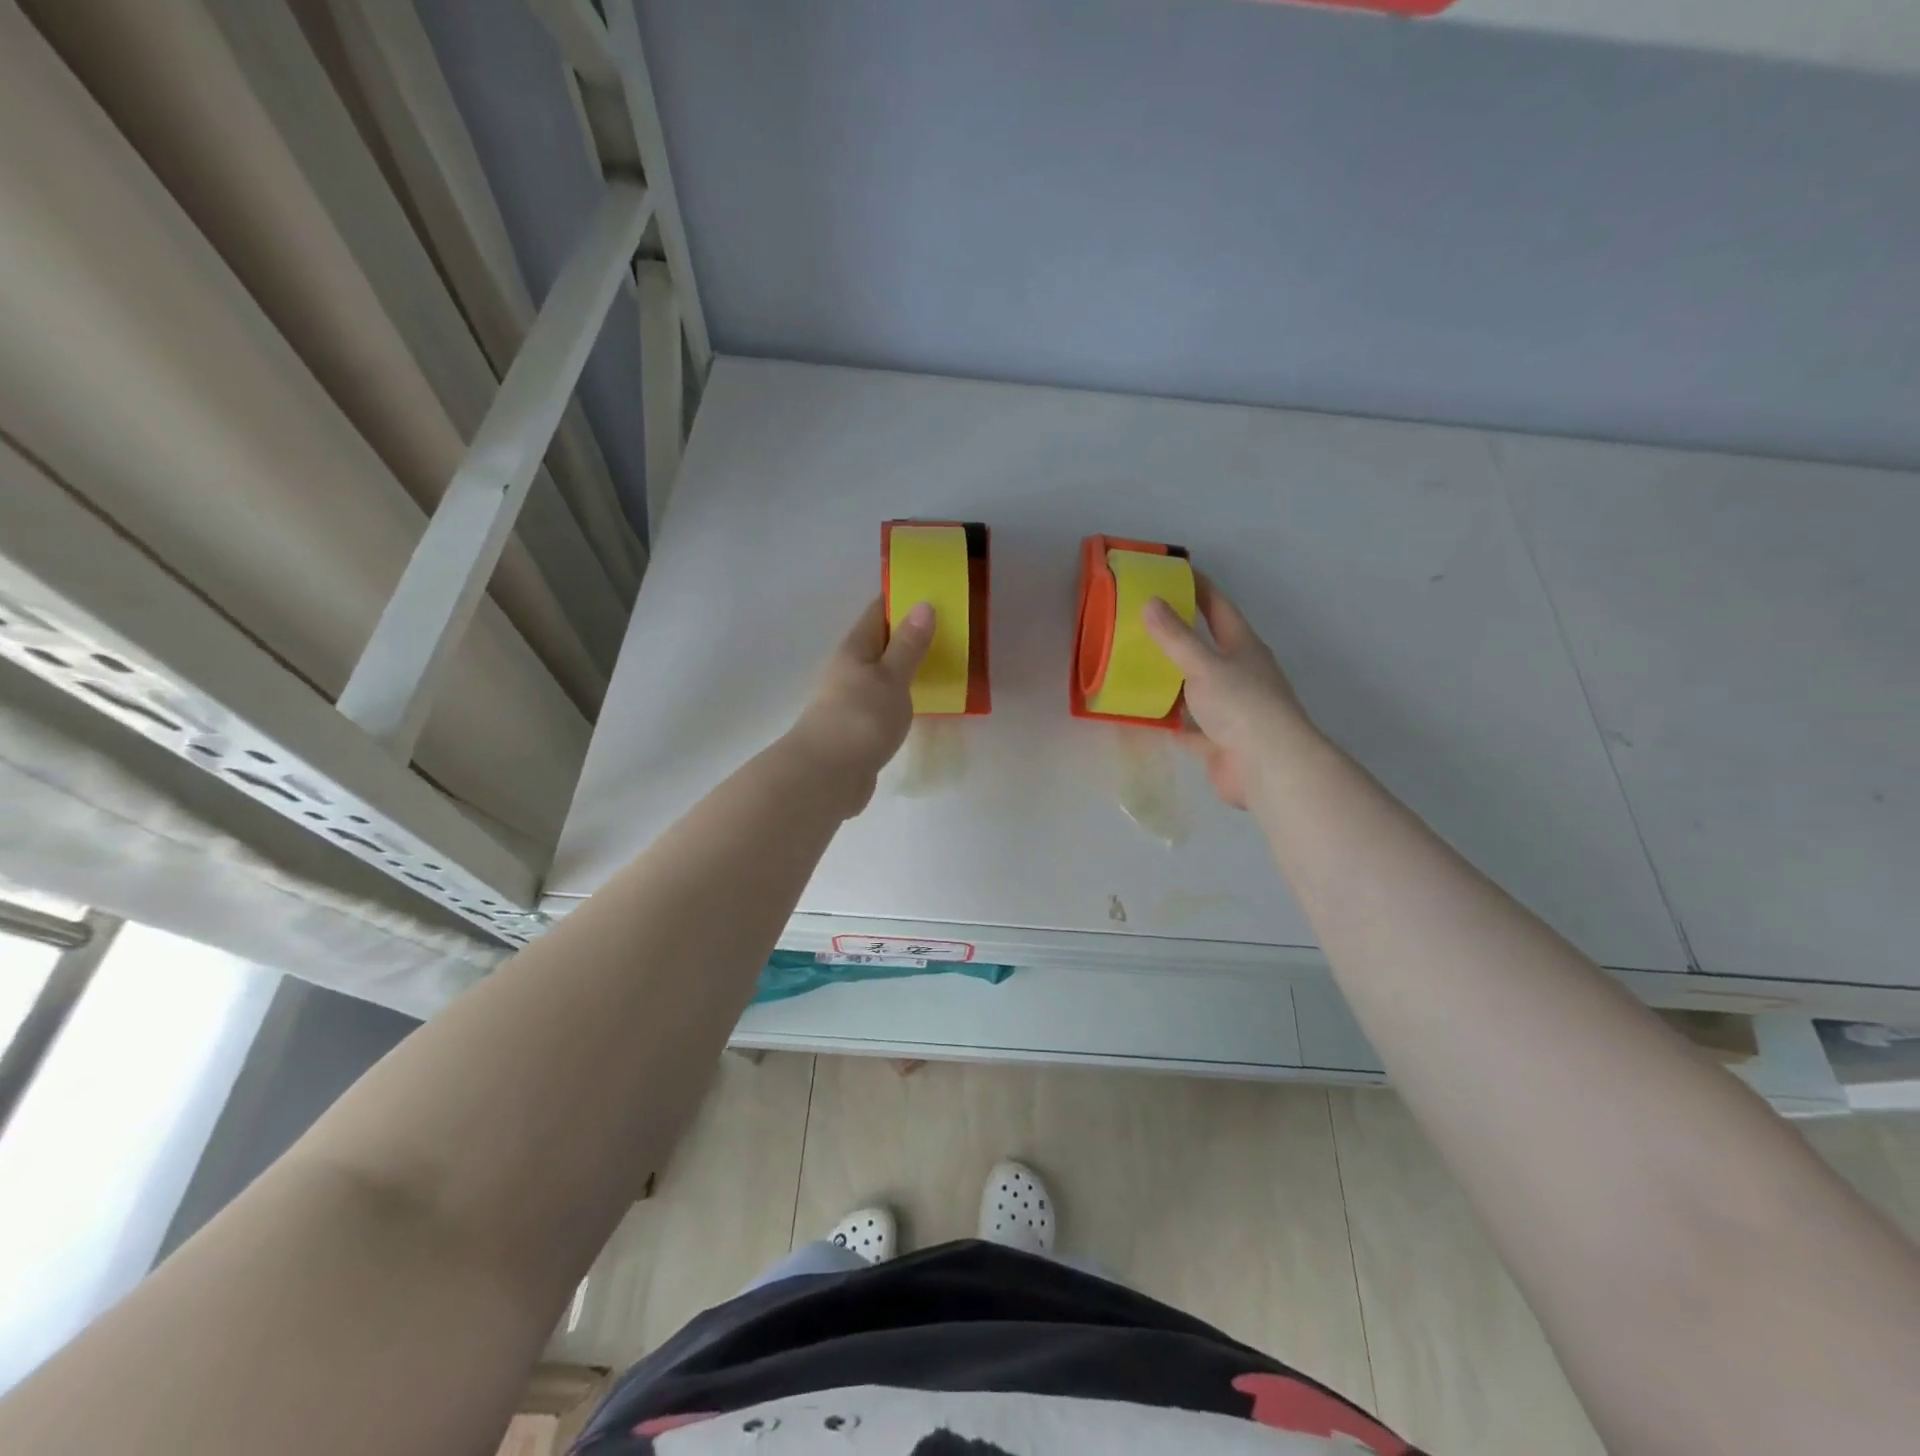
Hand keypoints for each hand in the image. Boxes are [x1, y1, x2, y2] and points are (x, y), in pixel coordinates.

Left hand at [785, 596, 934, 816]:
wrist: (827, 776)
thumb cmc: (860, 718)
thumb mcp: (891, 676)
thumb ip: (908, 644)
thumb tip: (923, 604)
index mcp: (855, 649)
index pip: (878, 612)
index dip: (902, 598)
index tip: (933, 591)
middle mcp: (849, 670)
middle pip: (881, 644)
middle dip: (910, 635)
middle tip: (950, 630)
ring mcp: (852, 701)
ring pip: (884, 675)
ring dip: (908, 669)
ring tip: (943, 665)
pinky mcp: (858, 730)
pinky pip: (885, 703)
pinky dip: (903, 698)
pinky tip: (922, 705)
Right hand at [1143, 577, 1312, 809]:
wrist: (1267, 767)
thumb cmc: (1241, 705)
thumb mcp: (1204, 664)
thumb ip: (1176, 637)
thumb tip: (1150, 602)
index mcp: (1243, 647)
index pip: (1219, 608)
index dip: (1200, 588)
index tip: (1176, 573)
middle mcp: (1240, 674)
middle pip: (1207, 647)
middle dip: (1179, 634)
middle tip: (1143, 621)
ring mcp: (1230, 709)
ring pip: (1195, 687)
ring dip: (1171, 678)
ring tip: (1136, 665)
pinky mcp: (1218, 740)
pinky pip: (1187, 724)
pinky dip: (1168, 719)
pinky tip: (1144, 713)